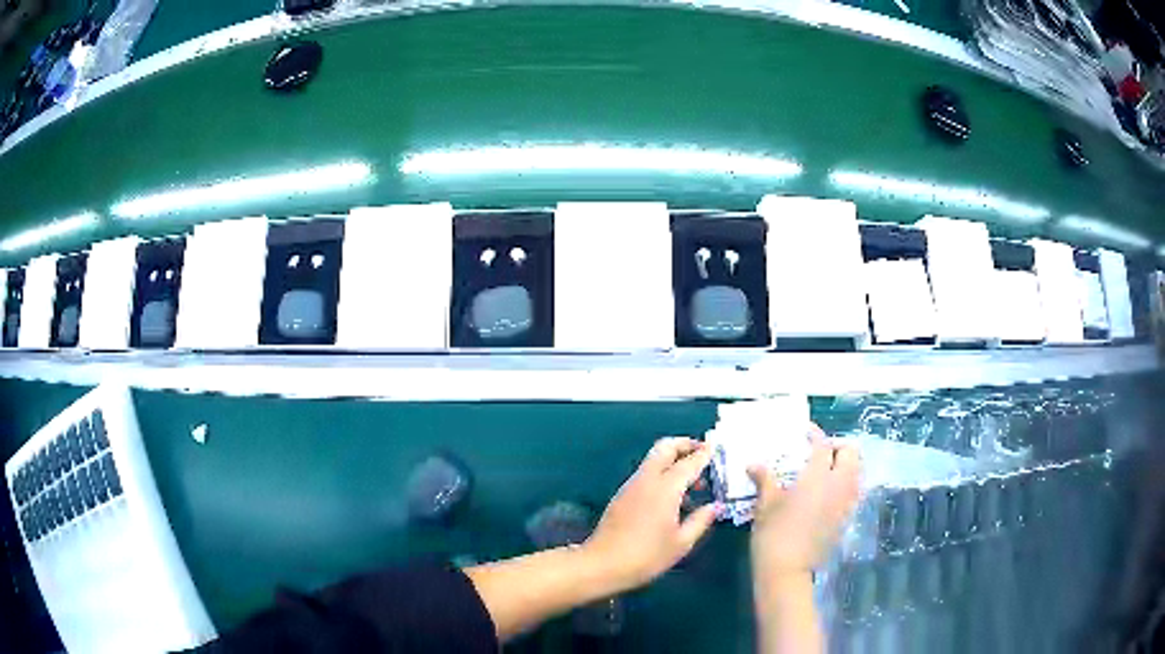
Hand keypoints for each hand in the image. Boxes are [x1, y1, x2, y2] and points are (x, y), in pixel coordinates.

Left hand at [583, 437, 718, 592]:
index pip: (688, 463)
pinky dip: (663, 475)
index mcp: (665, 488)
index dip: (704, 454)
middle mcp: (647, 480)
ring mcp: (632, 486)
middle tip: (702, 455)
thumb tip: (716, 506)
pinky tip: (674, 499)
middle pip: (665, 448)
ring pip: (654, 460)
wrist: (602, 564)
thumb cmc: (646, 556)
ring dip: (674, 461)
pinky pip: (647, 475)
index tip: (716, 448)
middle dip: (684, 445)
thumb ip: (701, 520)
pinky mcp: (622, 496)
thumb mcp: (681, 543)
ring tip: (694, 484)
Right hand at [748, 424, 860, 582]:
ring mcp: (846, 502)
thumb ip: (765, 479)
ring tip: (827, 471)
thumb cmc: (773, 534)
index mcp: (817, 476)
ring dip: (846, 465)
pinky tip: (829, 494)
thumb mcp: (765, 504)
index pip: (823, 445)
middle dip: (838, 447)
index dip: (815, 435)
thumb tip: (754, 464)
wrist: (787, 570)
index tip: (807, 433)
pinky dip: (847, 484)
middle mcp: (838, 485)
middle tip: (821, 452)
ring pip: (857, 472)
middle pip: (851, 453)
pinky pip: (854, 491)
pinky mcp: (847, 518)